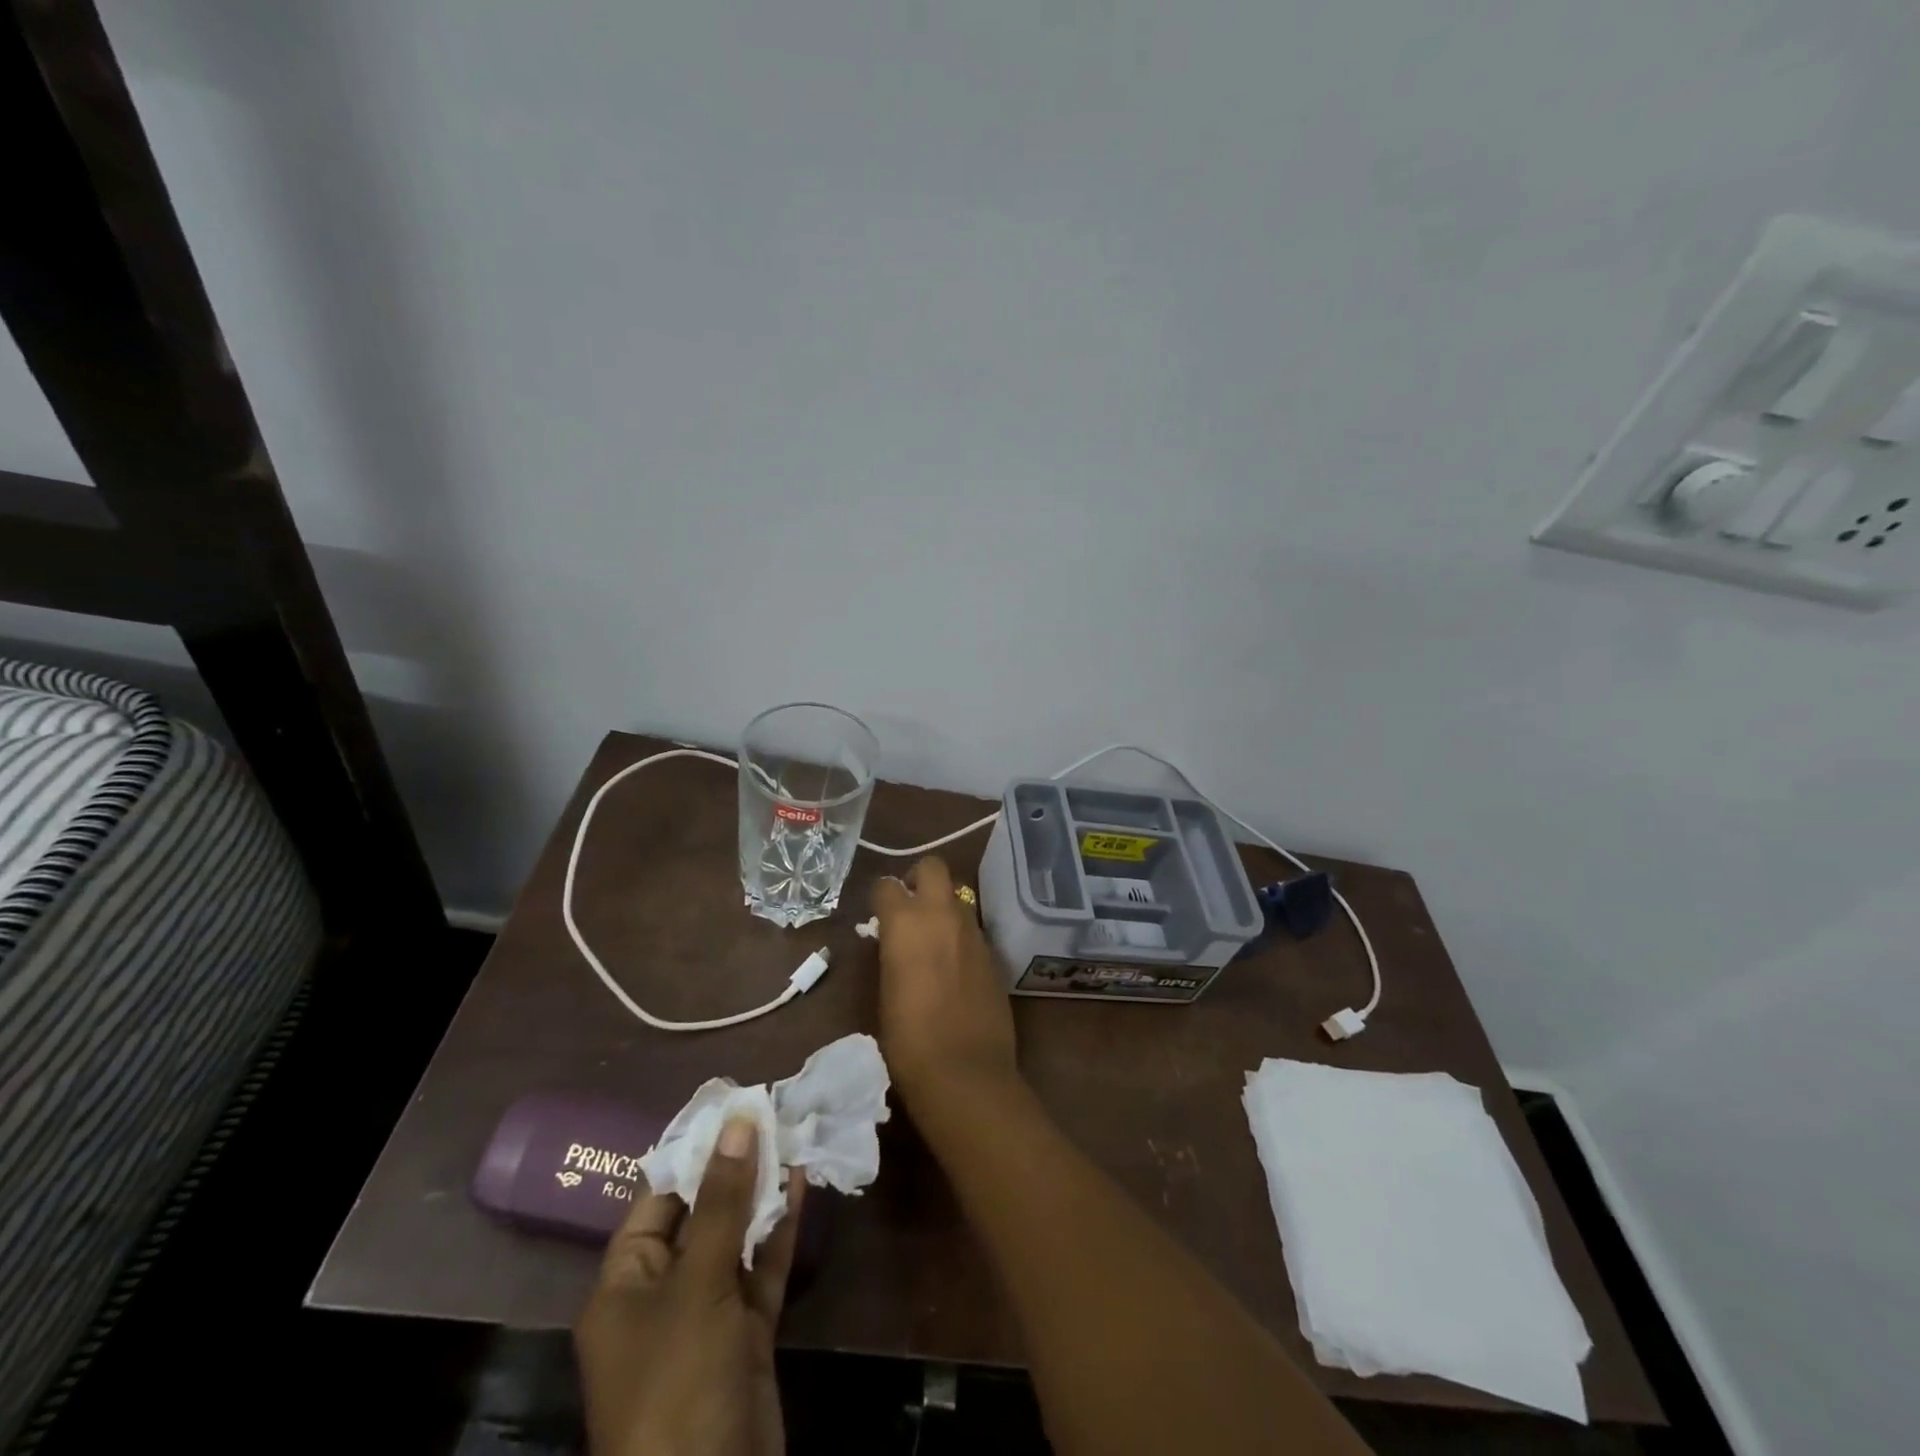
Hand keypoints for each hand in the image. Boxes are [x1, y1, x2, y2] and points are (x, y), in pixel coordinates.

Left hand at [575, 1117, 803, 1455]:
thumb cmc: (679, 1384)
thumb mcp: (698, 1285)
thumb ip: (723, 1202)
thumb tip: (739, 1120)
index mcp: (625, 1284)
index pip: (657, 1197)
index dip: (694, 1148)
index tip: (732, 1102)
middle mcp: (662, 1294)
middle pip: (701, 1214)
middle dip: (735, 1165)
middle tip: (772, 1107)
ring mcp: (706, 1317)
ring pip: (736, 1239)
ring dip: (763, 1192)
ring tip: (793, 1133)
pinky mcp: (745, 1336)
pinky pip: (761, 1270)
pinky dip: (780, 1230)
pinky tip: (802, 1184)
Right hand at [871, 856, 1018, 1109]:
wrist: (965, 1072)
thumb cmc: (908, 1039)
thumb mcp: (885, 990)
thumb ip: (891, 953)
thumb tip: (892, 940)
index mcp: (906, 921)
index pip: (887, 885)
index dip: (881, 897)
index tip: (878, 913)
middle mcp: (942, 914)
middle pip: (933, 867)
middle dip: (919, 877)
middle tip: (910, 905)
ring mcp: (973, 931)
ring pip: (958, 896)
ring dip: (943, 906)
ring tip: (934, 937)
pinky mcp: (994, 952)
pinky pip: (973, 928)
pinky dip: (961, 934)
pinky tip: (955, 964)